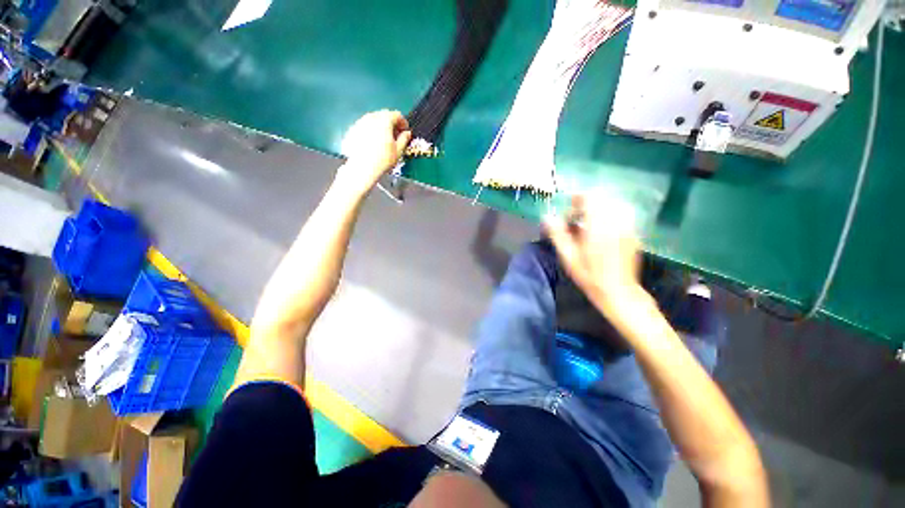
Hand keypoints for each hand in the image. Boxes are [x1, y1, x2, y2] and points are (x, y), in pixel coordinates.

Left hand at [337, 110, 411, 193]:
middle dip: (392, 123)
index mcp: (384, 120)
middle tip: (396, 134)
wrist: (362, 168)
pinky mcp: (353, 129)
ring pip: (374, 119)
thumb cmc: (384, 159)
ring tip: (384, 139)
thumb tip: (407, 133)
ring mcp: (360, 122)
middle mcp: (371, 117)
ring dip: (381, 126)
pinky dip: (371, 130)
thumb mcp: (399, 150)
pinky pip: (365, 126)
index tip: (405, 131)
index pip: (397, 115)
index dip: (403, 122)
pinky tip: (373, 142)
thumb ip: (404, 139)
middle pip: (384, 115)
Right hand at [543, 192, 643, 313]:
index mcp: (598, 226)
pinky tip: (602, 228)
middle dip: (587, 203)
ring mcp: (628, 227)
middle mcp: (616, 222)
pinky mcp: (634, 233)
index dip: (578, 197)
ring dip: (600, 208)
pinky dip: (611, 215)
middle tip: (576, 217)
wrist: (618, 291)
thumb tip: (547, 217)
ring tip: (589, 221)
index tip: (569, 206)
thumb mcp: (568, 256)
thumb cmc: (589, 275)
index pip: (591, 198)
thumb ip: (558, 234)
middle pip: (603, 199)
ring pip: (614, 205)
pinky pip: (623, 214)